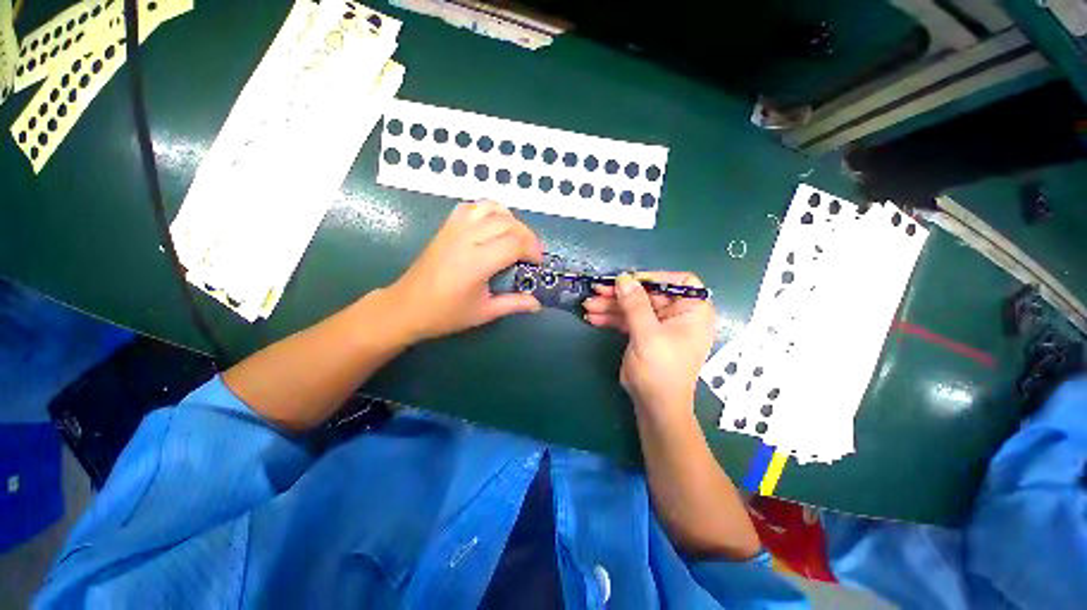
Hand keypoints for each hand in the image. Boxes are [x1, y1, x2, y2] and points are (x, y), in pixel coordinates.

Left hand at [386, 200, 543, 342]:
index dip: (532, 249)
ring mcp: (454, 229)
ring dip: (510, 219)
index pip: (513, 243)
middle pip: (506, 223)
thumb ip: (513, 304)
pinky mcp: (446, 227)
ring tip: (517, 237)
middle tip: (532, 252)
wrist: (406, 307)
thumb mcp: (484, 313)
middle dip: (527, 235)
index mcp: (476, 263)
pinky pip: (472, 207)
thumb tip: (537, 304)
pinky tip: (494, 226)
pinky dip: (489, 211)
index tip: (538, 263)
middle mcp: (466, 239)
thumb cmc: (445, 314)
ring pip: (490, 208)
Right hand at [584, 272, 715, 419]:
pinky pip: (628, 319)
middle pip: (648, 294)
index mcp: (693, 311)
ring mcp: (659, 324)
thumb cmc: (660, 370)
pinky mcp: (644, 333)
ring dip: (611, 306)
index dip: (654, 278)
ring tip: (588, 305)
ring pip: (634, 306)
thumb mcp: (647, 335)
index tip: (629, 279)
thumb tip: (623, 278)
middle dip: (621, 294)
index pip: (679, 282)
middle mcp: (678, 314)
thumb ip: (635, 305)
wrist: (655, 406)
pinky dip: (611, 318)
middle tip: (597, 290)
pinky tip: (593, 317)